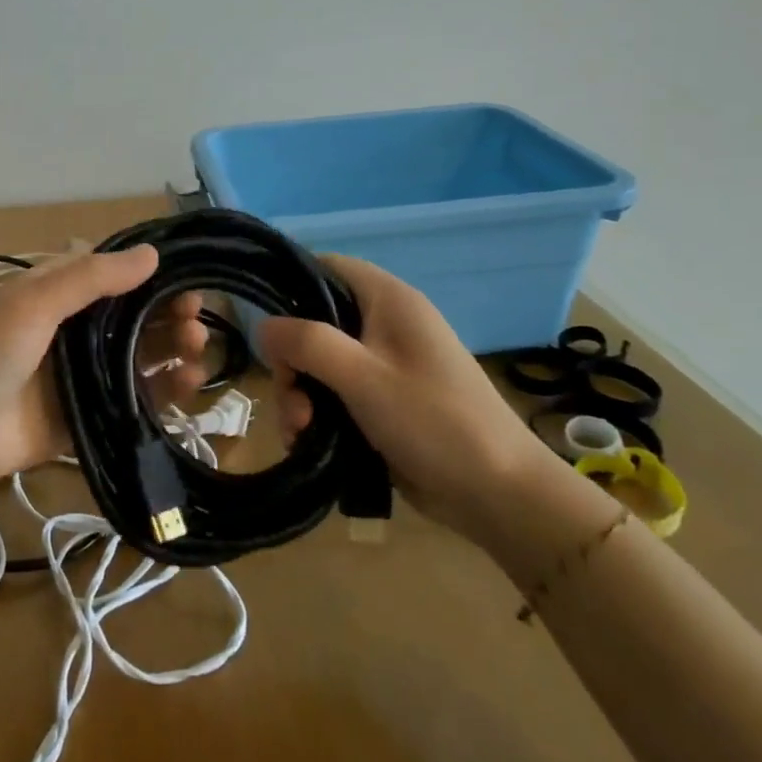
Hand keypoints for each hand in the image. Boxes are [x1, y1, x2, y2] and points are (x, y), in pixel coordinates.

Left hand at [0, 246, 209, 488]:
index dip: (148, 273)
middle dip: (167, 312)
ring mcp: (83, 373)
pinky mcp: (90, 414)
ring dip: (172, 347)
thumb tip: (152, 254)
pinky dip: (165, 390)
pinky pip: (135, 398)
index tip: (184, 276)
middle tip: (195, 317)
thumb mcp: (34, 302)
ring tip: (197, 347)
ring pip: (140, 355)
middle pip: (133, 316)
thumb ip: (92, 278)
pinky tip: (189, 382)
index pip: (112, 275)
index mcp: (57, 294)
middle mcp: (74, 330)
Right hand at [259, 255, 560, 545]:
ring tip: (301, 433)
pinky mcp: (383, 402)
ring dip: (300, 396)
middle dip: (293, 363)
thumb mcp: (362, 376)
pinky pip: (334, 395)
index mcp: (389, 301)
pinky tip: (308, 443)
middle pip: (314, 323)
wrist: (499, 494)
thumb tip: (262, 326)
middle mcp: (385, 325)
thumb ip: (306, 343)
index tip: (269, 325)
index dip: (291, 285)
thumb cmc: (433, 421)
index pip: (326, 267)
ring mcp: (384, 365)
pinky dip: (316, 415)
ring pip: (319, 364)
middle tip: (291, 397)